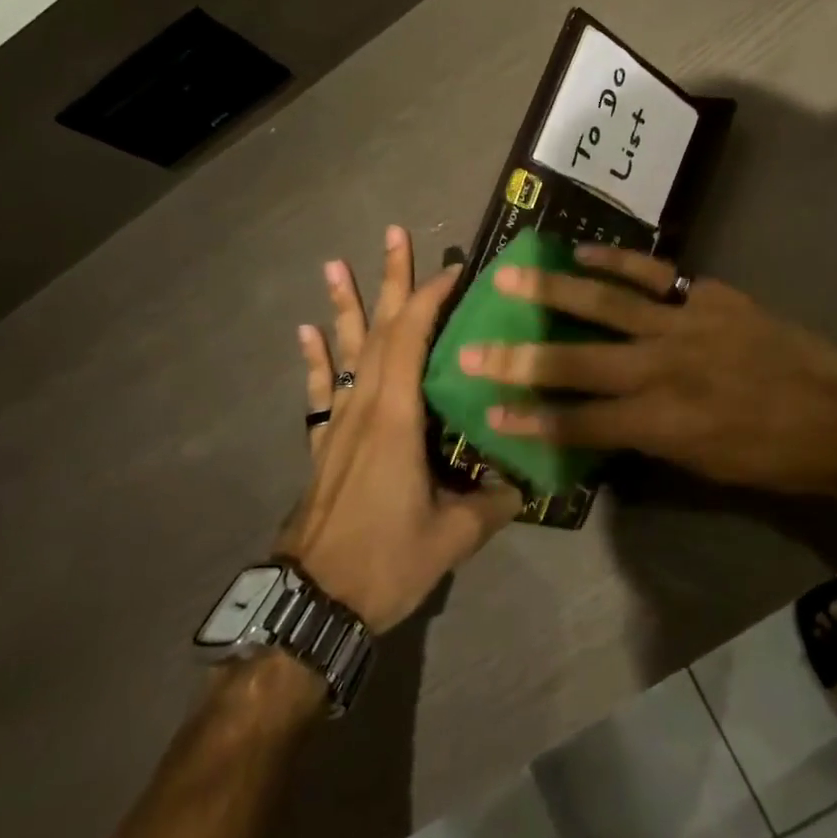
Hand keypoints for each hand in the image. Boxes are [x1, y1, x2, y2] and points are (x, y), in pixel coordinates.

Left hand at [278, 226, 521, 632]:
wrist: (311, 603)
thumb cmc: (384, 561)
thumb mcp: (452, 536)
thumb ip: (494, 504)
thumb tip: (528, 483)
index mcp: (397, 417)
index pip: (412, 339)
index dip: (431, 299)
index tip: (453, 269)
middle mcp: (366, 406)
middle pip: (379, 330)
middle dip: (391, 280)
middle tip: (393, 234)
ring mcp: (340, 422)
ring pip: (346, 351)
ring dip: (345, 305)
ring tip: (336, 264)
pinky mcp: (325, 443)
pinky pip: (321, 389)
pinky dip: (316, 358)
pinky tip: (307, 331)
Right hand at [455, 245, 836, 493]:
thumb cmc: (773, 457)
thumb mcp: (703, 466)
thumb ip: (649, 438)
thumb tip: (607, 418)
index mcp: (660, 426)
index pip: (578, 424)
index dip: (530, 419)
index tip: (489, 409)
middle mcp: (660, 372)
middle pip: (575, 364)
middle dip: (518, 358)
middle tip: (472, 346)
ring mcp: (683, 327)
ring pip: (604, 305)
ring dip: (552, 292)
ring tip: (510, 277)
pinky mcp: (706, 296)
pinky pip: (652, 274)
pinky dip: (615, 262)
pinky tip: (582, 253)